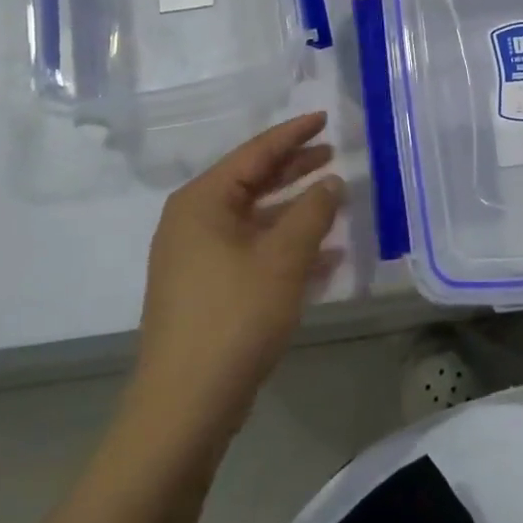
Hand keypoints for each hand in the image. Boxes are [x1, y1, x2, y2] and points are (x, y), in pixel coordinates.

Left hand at [132, 112, 345, 440]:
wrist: (186, 404)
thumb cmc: (235, 317)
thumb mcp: (283, 258)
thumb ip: (312, 213)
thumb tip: (331, 182)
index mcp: (203, 202)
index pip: (255, 153)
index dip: (293, 134)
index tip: (324, 118)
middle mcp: (194, 222)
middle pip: (252, 182)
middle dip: (294, 169)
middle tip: (333, 154)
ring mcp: (198, 258)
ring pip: (256, 220)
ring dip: (296, 212)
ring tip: (336, 200)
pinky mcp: (208, 290)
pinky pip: (253, 253)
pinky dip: (287, 248)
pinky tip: (326, 257)